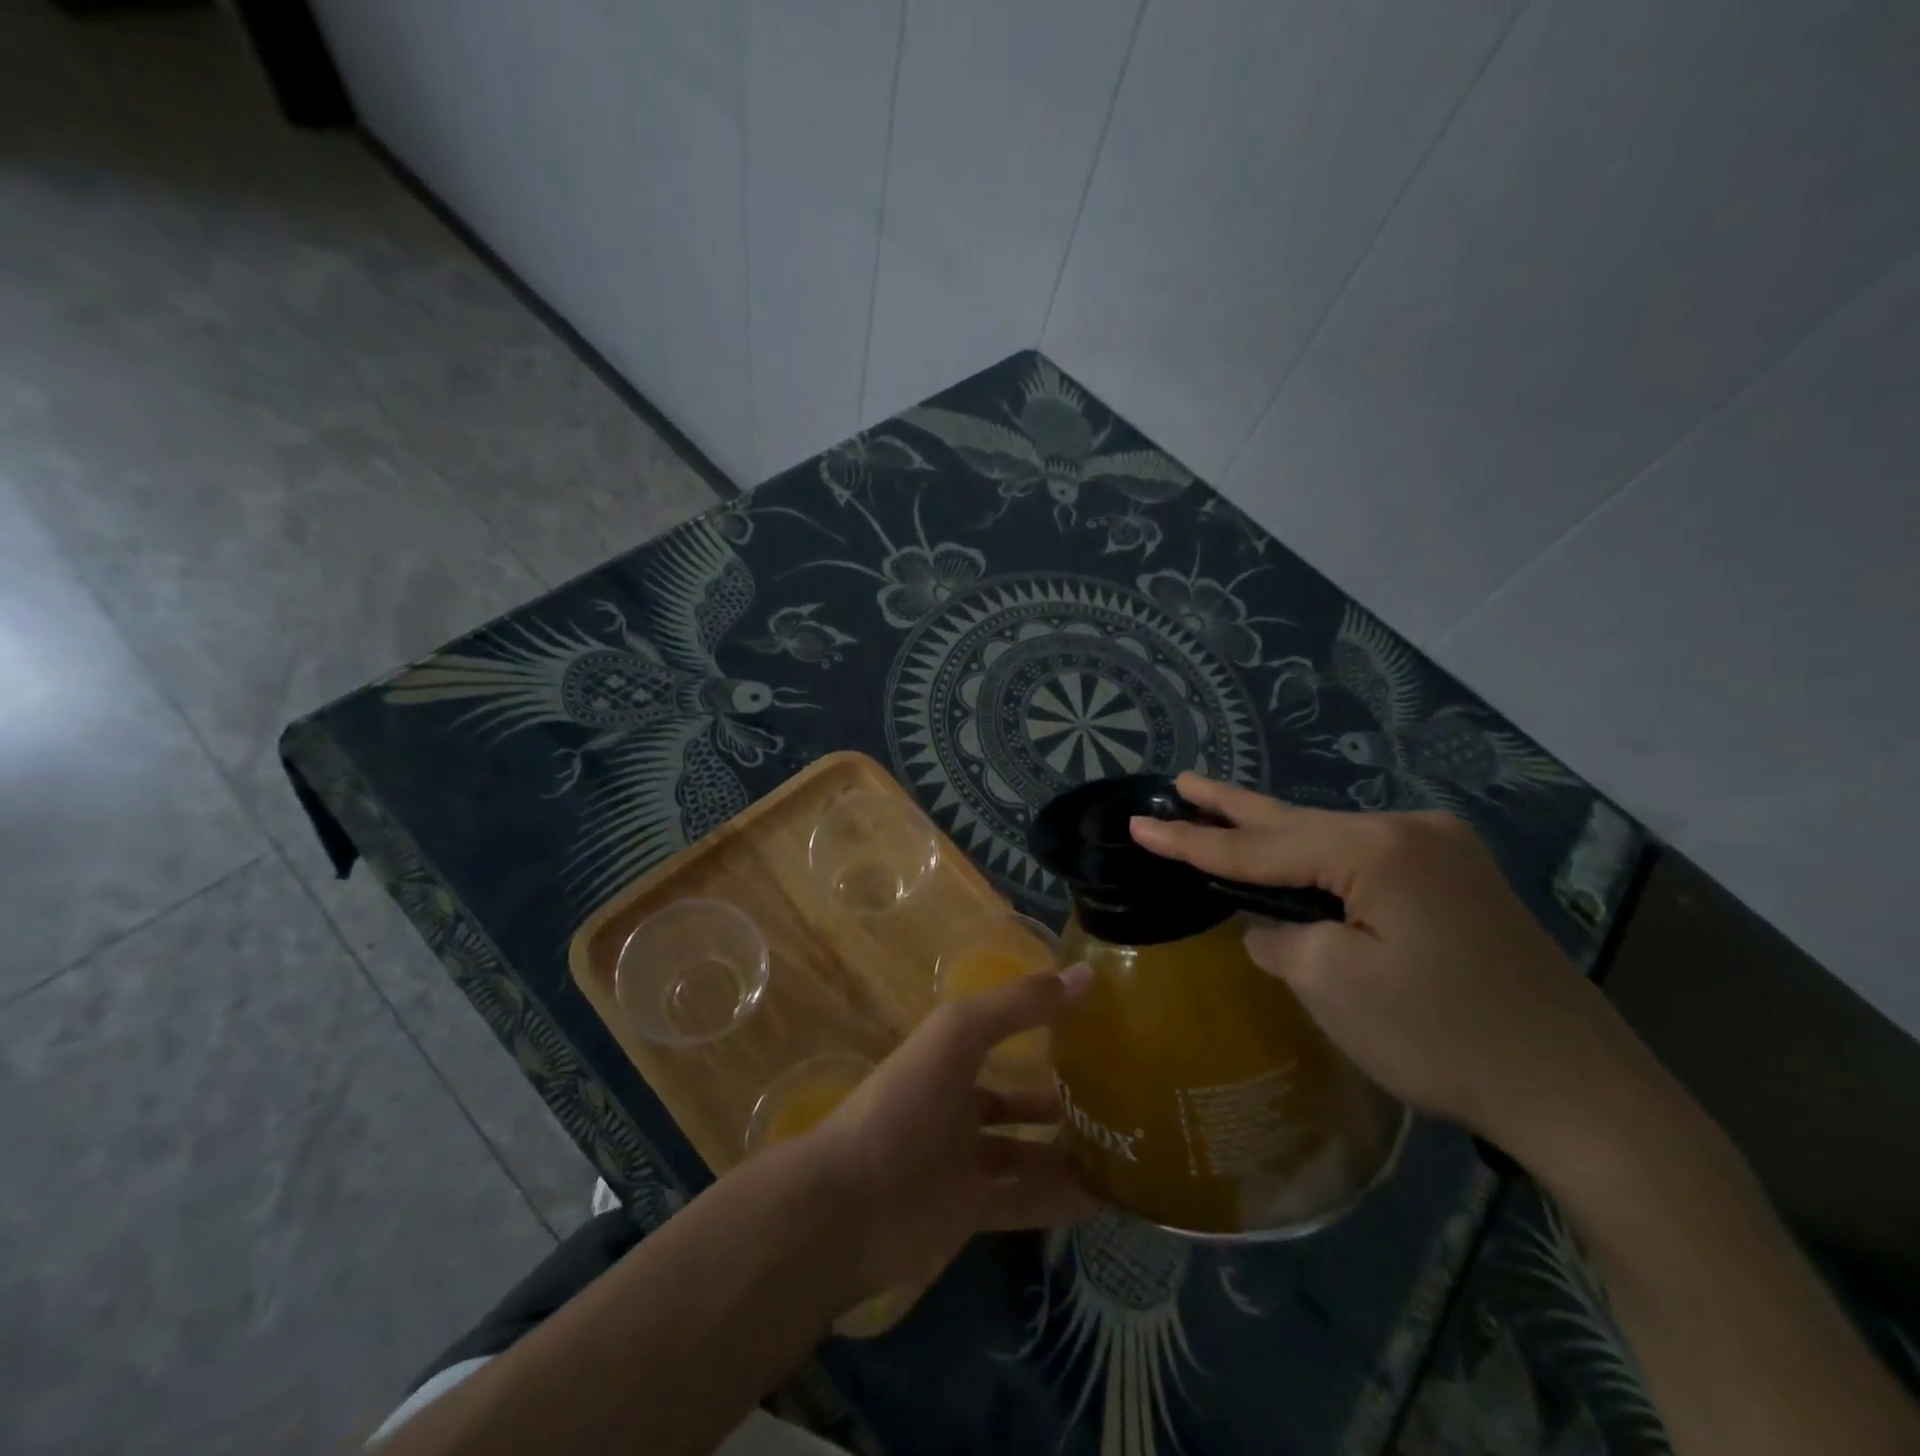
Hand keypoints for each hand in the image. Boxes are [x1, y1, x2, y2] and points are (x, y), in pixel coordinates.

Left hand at [804, 964, 1098, 1297]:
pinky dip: (1060, 1199)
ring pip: (1025, 1154)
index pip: (1002, 1033)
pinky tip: (1103, 1198)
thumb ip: (1018, 1005)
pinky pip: (1024, 1202)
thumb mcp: (958, 1036)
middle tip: (1119, 1098)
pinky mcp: (967, 1212)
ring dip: (1066, 1151)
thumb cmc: (904, 1105)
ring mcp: (961, 1162)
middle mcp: (956, 1106)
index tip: (1093, 1024)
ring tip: (1123, 1147)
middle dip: (1059, 1098)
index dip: (1041, 1025)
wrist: (848, 1206)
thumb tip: (1086, 974)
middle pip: (1016, 1099)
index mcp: (949, 1058)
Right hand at [1129, 775, 1670, 1171]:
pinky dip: (1320, 864)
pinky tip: (1295, 861)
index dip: (1192, 840)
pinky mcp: (1461, 884)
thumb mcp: (1334, 986)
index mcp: (1379, 848)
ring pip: (1333, 841)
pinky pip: (1367, 862)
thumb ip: (1282, 939)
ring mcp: (1445, 854)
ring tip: (1221, 813)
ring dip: (1277, 837)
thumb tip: (1276, 927)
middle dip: (1232, 808)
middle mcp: (1414, 831)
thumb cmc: (1444, 1037)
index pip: (1260, 845)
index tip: (1140, 820)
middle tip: (1181, 783)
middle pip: (1297, 822)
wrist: (1586, 1098)